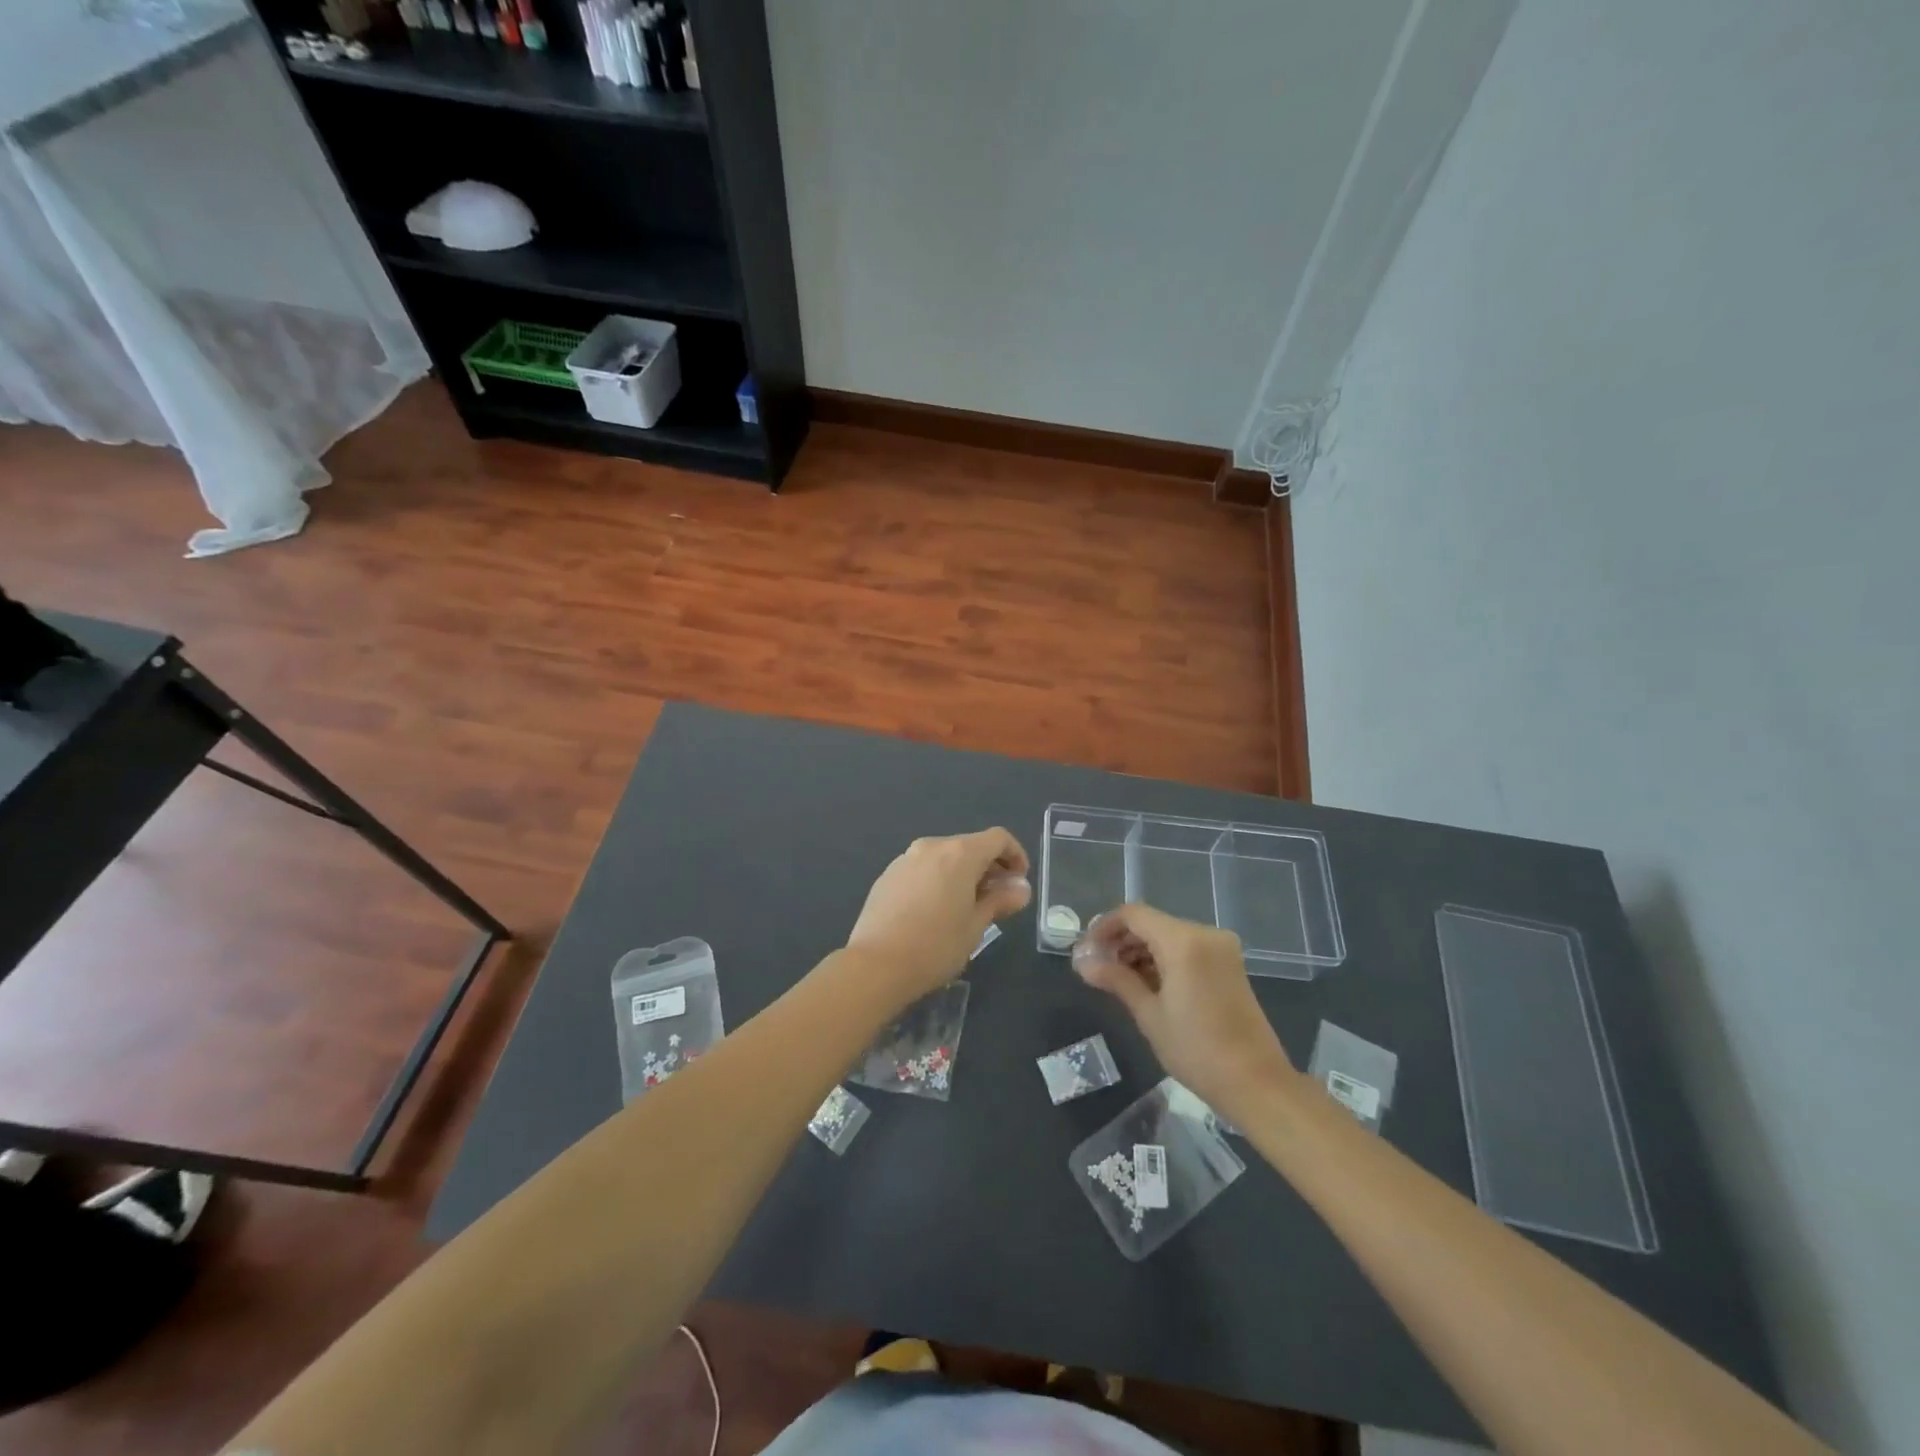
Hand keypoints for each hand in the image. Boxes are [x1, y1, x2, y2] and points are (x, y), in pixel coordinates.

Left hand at [844, 828, 1031, 1005]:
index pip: (998, 838)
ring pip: (944, 857)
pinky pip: (922, 869)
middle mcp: (932, 846)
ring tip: (966, 908)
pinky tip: (935, 912)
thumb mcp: (976, 925)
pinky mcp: (887, 876)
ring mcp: (905, 859)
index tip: (1019, 882)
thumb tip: (1020, 888)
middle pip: (970, 845)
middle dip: (989, 867)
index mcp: (959, 853)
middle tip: (997, 899)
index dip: (1015, 855)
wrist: (876, 964)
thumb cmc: (936, 946)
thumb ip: (1000, 900)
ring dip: (962, 874)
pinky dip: (937, 880)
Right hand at [1072, 904, 1292, 1115]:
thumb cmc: (1197, 1050)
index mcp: (1184, 941)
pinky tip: (1147, 983)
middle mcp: (1205, 934)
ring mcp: (1221, 948)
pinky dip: (1163, 958)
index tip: (1086, 951)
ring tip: (1118, 979)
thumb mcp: (1149, 1015)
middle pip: (1151, 923)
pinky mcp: (1229, 963)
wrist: (1256, 1083)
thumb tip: (1082, 962)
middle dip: (1121, 941)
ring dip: (1141, 950)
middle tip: (1097, 968)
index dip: (1105, 927)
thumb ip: (1116, 979)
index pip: (1133, 914)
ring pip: (1168, 935)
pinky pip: (1187, 948)